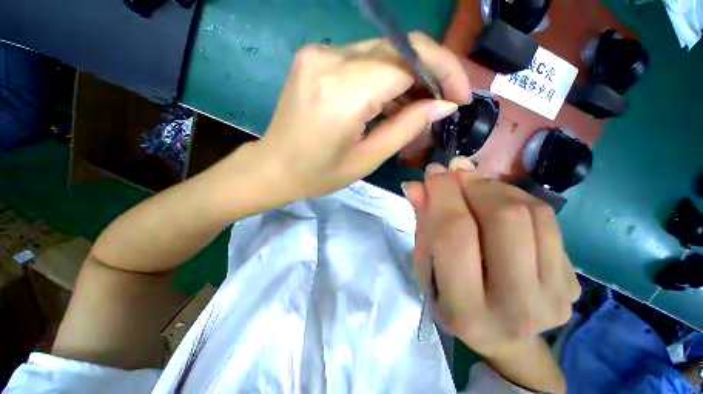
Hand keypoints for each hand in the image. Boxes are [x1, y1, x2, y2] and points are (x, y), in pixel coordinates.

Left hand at [258, 33, 470, 199]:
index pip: (407, 62)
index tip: (459, 97)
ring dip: (407, 76)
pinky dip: (384, 77)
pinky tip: (392, 101)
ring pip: (381, 53)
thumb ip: (406, 128)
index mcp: (342, 92)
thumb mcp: (367, 159)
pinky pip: (362, 60)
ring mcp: (319, 54)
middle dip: (430, 70)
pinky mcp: (315, 58)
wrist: (275, 167)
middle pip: (397, 49)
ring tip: (420, 106)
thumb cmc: (318, 174)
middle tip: (445, 100)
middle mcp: (329, 60)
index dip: (442, 73)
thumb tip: (443, 105)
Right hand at [403, 159, 580, 357]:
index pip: (453, 234)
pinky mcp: (572, 283)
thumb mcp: (426, 265)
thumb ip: (423, 222)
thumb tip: (416, 185)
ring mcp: (554, 297)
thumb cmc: (449, 299)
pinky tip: (498, 202)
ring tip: (474, 187)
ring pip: (531, 212)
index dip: (442, 194)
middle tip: (454, 173)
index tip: (433, 172)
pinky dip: (517, 199)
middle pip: (502, 218)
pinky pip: (547, 219)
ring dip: (495, 187)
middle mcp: (515, 307)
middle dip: (472, 185)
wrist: (503, 337)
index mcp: (464, 309)